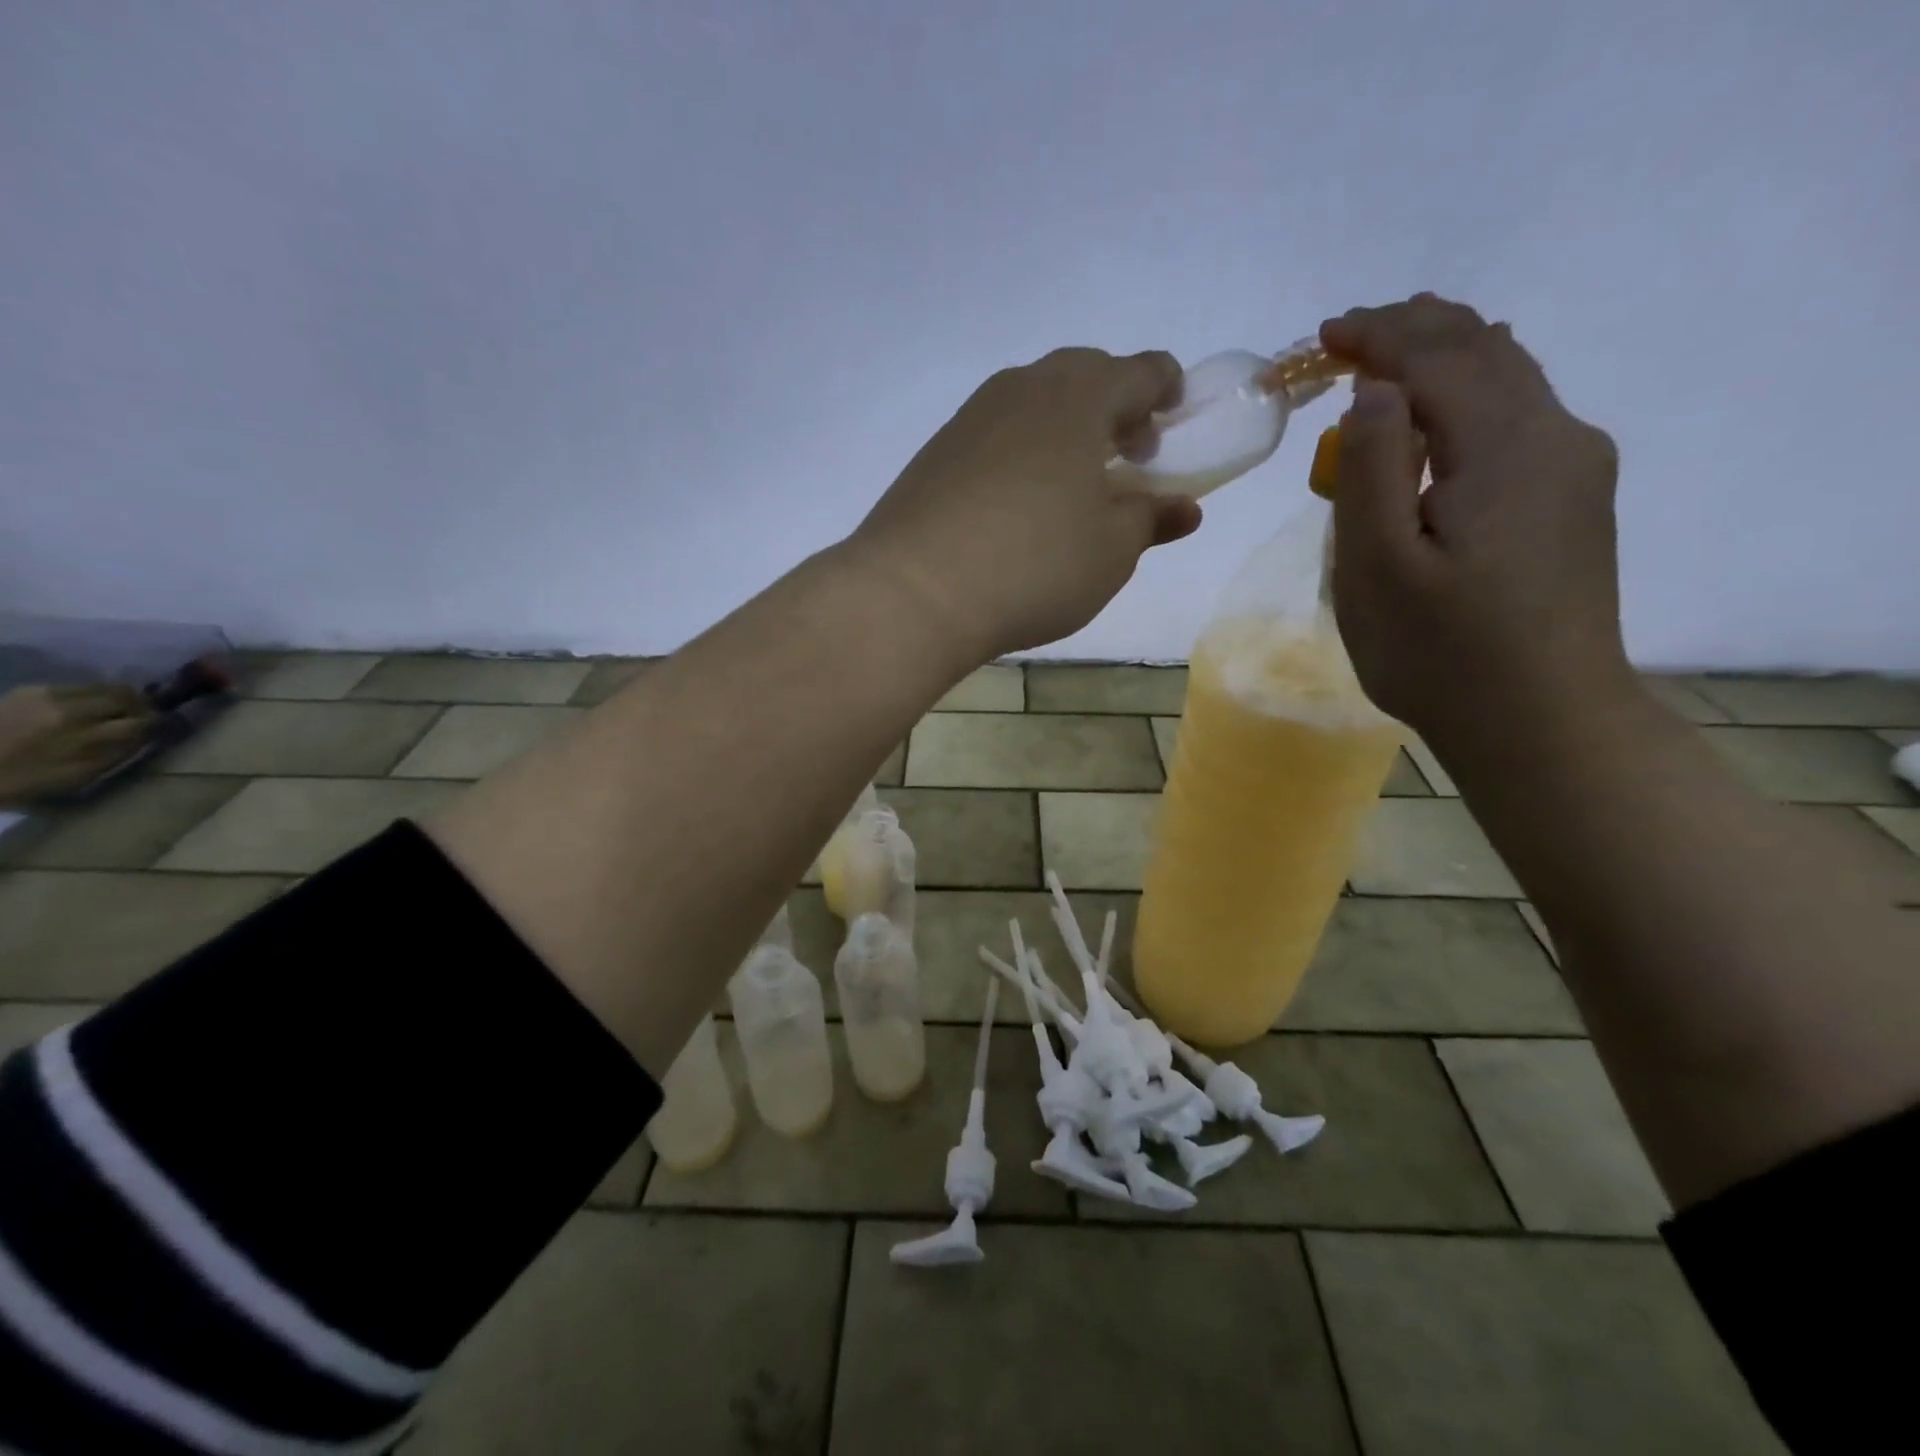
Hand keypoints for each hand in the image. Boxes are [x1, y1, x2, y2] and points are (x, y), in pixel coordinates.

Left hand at [0, 682, 155, 806]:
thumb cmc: (22, 781)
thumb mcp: (78, 776)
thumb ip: (116, 753)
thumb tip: (146, 737)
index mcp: (84, 735)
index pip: (141, 722)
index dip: (158, 725)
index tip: (165, 729)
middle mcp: (71, 708)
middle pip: (126, 697)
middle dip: (142, 706)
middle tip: (147, 717)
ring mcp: (48, 695)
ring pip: (105, 686)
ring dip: (119, 697)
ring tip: (122, 710)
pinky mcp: (31, 689)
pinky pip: (77, 686)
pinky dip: (92, 695)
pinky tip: (87, 707)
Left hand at [849, 348, 1202, 661]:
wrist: (914, 593)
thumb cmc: (1034, 566)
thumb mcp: (1111, 551)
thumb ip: (1150, 519)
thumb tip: (1183, 508)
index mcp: (1078, 397)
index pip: (1140, 370)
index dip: (1166, 391)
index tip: (1173, 422)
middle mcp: (1022, 389)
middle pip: (1082, 376)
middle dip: (1113, 408)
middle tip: (1125, 456)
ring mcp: (970, 419)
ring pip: (1032, 404)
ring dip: (1063, 430)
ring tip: (1071, 484)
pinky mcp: (934, 454)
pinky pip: (994, 435)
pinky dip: (1020, 453)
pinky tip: (1016, 504)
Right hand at [1319, 293, 1630, 747]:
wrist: (1541, 721)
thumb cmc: (1439, 652)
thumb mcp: (1377, 566)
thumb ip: (1372, 468)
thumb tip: (1374, 390)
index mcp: (1504, 447)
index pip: (1438, 357)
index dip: (1377, 335)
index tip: (1321, 336)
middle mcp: (1556, 436)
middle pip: (1483, 350)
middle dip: (1412, 332)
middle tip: (1346, 339)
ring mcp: (1575, 467)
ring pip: (1509, 377)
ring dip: (1443, 359)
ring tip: (1385, 362)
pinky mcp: (1573, 498)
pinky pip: (1519, 415)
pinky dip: (1468, 395)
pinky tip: (1439, 417)